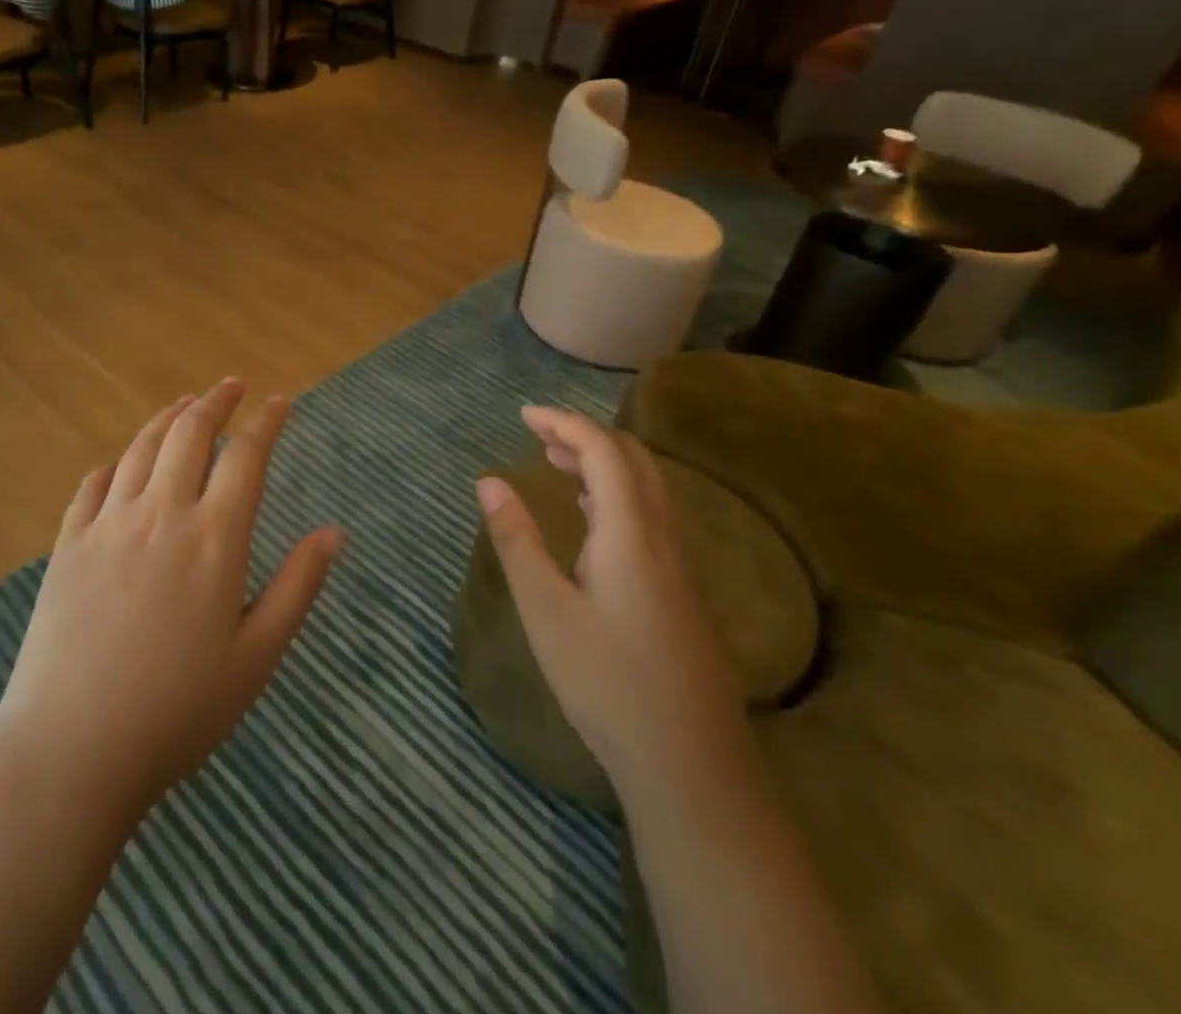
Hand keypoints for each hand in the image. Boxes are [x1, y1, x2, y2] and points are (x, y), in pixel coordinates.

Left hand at [0, 380, 342, 825]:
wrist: (71, 751)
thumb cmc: (178, 711)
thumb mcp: (257, 656)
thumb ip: (298, 586)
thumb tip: (334, 531)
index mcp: (214, 538)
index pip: (246, 456)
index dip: (267, 421)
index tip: (281, 401)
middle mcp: (161, 514)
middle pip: (190, 433)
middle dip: (215, 401)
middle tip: (232, 386)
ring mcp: (107, 525)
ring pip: (142, 448)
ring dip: (168, 418)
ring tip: (185, 405)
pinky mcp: (67, 544)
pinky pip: (93, 484)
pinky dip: (116, 462)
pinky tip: (123, 462)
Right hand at [475, 408, 743, 783]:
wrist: (692, 765)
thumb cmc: (607, 682)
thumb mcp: (545, 609)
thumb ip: (516, 539)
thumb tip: (488, 481)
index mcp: (630, 532)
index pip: (602, 450)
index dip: (563, 423)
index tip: (522, 415)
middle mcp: (664, 535)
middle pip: (633, 458)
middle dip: (584, 434)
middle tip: (536, 434)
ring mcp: (682, 563)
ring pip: (648, 485)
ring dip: (604, 461)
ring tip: (556, 462)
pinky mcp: (685, 589)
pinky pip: (654, 513)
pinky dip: (619, 491)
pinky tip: (592, 514)